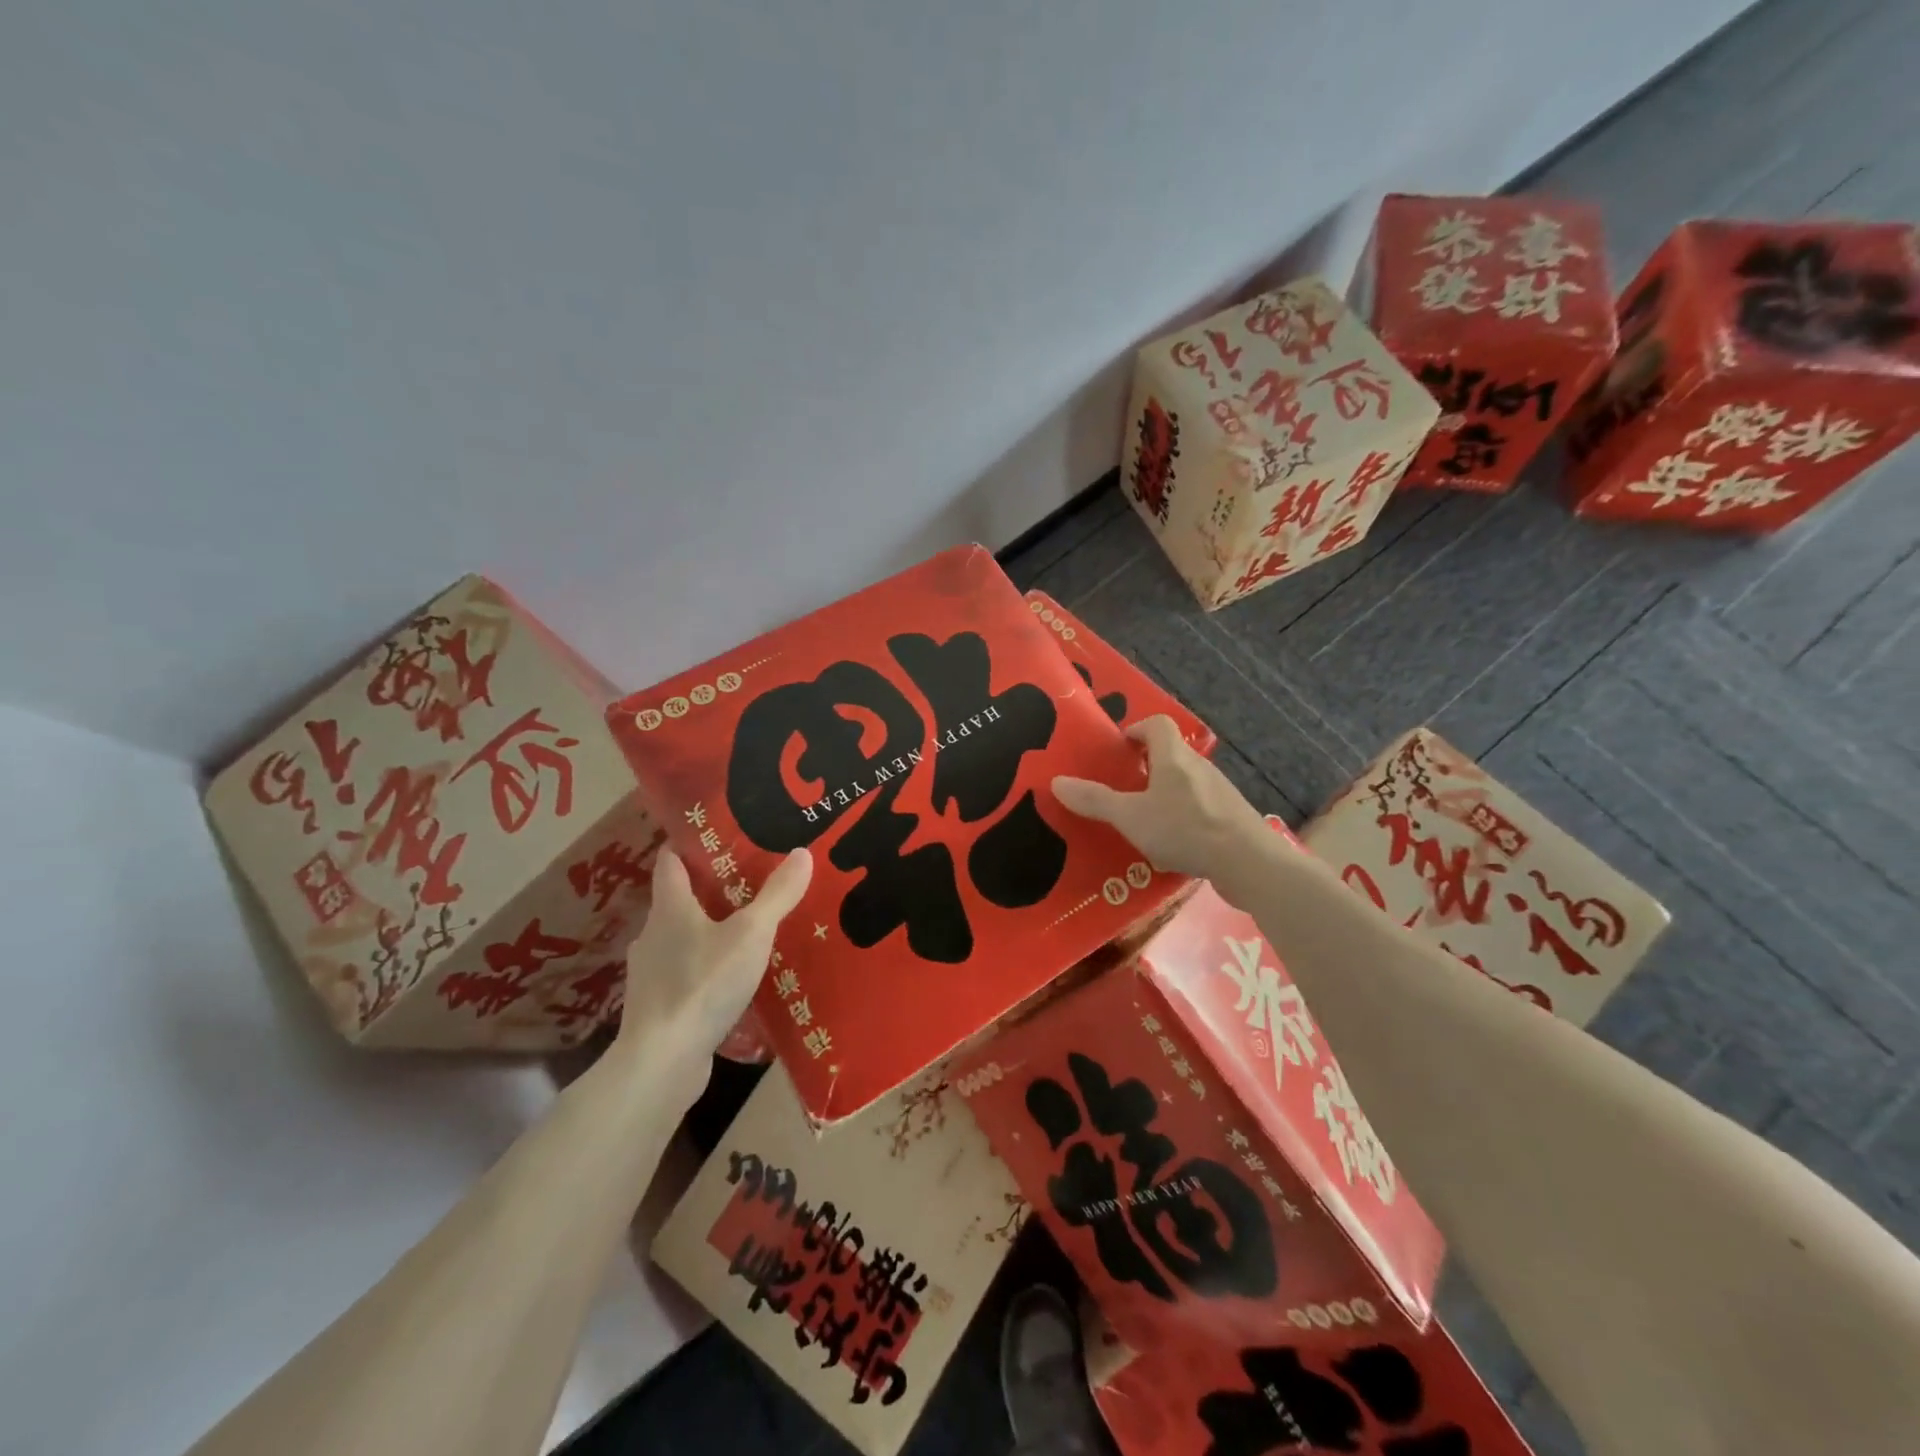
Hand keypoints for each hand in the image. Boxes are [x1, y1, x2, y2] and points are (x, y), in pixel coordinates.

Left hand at [615, 848, 812, 1073]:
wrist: (663, 1061)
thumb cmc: (703, 983)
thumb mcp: (751, 934)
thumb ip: (777, 895)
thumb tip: (802, 853)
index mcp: (669, 908)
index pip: (670, 862)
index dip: (688, 845)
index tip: (714, 836)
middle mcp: (652, 935)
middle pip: (677, 901)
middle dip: (708, 891)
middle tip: (749, 884)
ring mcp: (651, 974)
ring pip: (681, 941)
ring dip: (708, 935)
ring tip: (747, 935)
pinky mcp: (658, 1008)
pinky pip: (685, 977)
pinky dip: (705, 972)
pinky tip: (732, 983)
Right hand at [1053, 715, 1264, 878]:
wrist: (1248, 862)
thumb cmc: (1185, 829)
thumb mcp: (1130, 816)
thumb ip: (1095, 800)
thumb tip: (1056, 781)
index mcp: (1174, 757)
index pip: (1158, 724)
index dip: (1137, 729)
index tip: (1120, 748)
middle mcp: (1199, 767)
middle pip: (1172, 754)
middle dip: (1148, 766)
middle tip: (1124, 787)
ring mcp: (1219, 792)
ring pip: (1187, 783)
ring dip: (1166, 793)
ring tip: (1144, 819)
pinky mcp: (1232, 818)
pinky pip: (1201, 808)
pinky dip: (1184, 817)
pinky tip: (1173, 845)